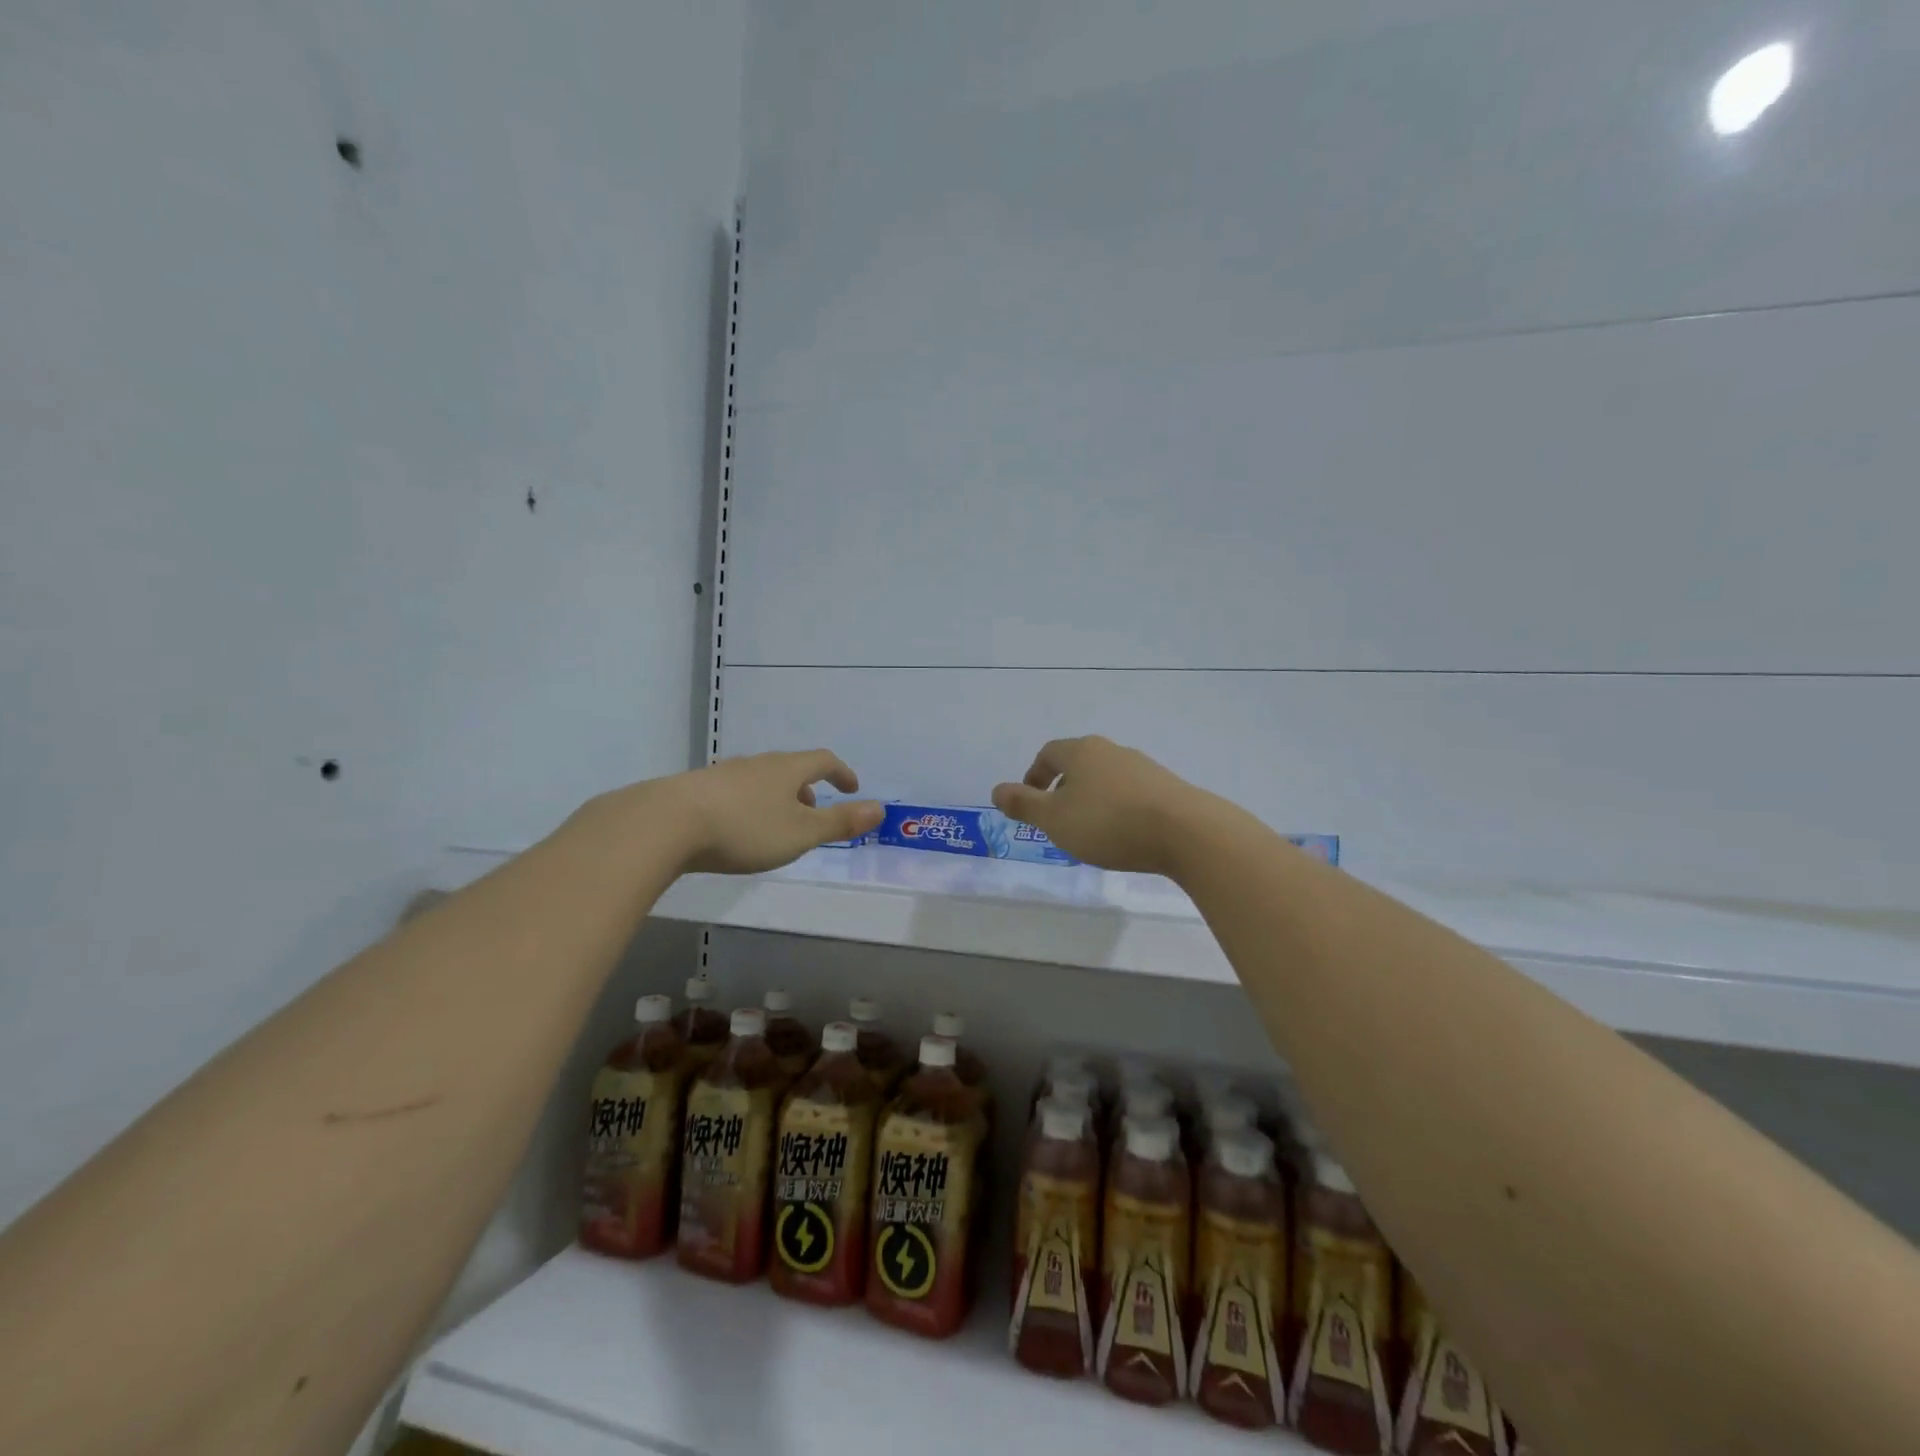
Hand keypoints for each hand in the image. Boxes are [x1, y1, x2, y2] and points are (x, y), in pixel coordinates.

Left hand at [660, 750, 884, 874]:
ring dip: (776, 798)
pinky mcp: (696, 790)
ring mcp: (723, 774)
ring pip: (760, 780)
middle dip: (806, 789)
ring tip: (776, 825)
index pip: (822, 761)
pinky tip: (736, 829)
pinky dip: (748, 805)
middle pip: (790, 768)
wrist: (666, 824)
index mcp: (786, 769)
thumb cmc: (745, 829)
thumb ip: (840, 823)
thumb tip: (880, 809)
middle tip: (813, 813)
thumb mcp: (801, 833)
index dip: (841, 773)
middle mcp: (756, 764)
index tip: (851, 787)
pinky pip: (734, 792)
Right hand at [991, 736, 1206, 875]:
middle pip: (1079, 763)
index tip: (1030, 801)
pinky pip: (1130, 793)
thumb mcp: (1054, 820)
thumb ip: (1023, 805)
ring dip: (1091, 798)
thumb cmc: (1108, 823)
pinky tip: (1122, 834)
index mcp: (1081, 752)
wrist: (1185, 831)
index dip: (1034, 775)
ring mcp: (1142, 767)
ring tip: (1090, 830)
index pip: (1049, 753)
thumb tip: (996, 790)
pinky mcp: (1166, 787)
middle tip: (1057, 818)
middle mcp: (1111, 751)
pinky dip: (1117, 808)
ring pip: (1105, 778)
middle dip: (1063, 788)